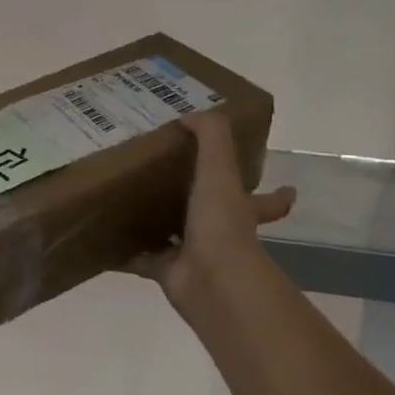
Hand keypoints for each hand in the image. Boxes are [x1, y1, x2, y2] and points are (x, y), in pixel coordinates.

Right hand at [126, 110, 296, 324]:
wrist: (209, 280)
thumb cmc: (220, 223)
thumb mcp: (219, 170)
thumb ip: (211, 136)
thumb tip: (190, 114)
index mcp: (240, 209)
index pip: (267, 201)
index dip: (279, 196)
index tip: (288, 189)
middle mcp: (221, 233)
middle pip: (215, 216)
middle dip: (202, 204)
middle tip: (174, 181)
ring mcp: (194, 255)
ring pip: (175, 235)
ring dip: (159, 224)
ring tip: (132, 201)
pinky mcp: (167, 271)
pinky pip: (141, 258)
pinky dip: (125, 251)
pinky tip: (106, 236)